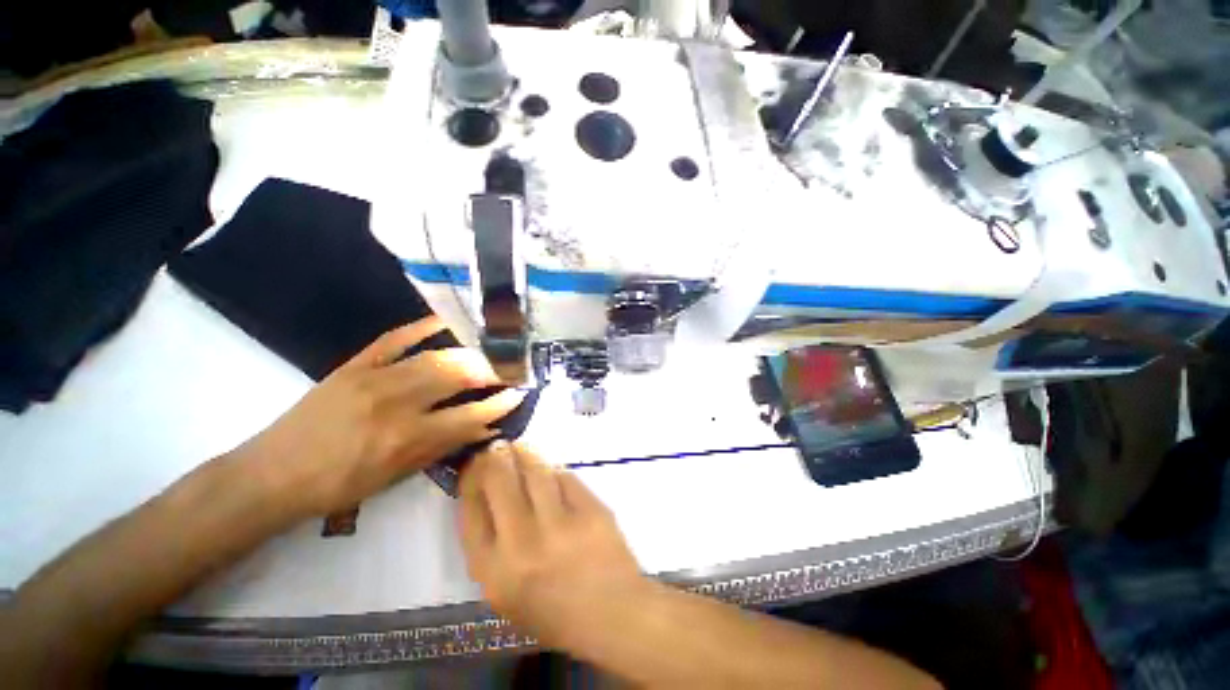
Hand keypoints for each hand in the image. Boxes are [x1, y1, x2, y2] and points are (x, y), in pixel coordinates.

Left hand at [236, 317, 524, 519]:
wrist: (273, 474)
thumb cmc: (339, 485)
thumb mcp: (396, 476)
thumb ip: (444, 447)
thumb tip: (485, 428)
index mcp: (406, 437)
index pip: (470, 415)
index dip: (500, 404)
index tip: (519, 394)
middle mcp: (396, 402)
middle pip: (458, 376)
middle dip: (491, 371)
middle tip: (506, 372)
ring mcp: (373, 378)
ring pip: (436, 356)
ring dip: (469, 355)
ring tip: (486, 357)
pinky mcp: (354, 365)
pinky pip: (394, 338)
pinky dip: (422, 327)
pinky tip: (444, 322)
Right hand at [458, 442, 646, 648]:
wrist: (611, 613)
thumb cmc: (554, 611)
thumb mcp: (505, 593)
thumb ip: (491, 548)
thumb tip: (487, 497)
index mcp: (495, 571)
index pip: (472, 510)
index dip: (471, 480)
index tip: (475, 465)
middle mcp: (523, 542)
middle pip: (501, 481)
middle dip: (495, 457)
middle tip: (497, 447)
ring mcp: (560, 522)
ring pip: (535, 470)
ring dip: (524, 453)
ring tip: (520, 447)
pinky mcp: (591, 508)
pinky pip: (566, 477)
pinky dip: (554, 469)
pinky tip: (550, 468)